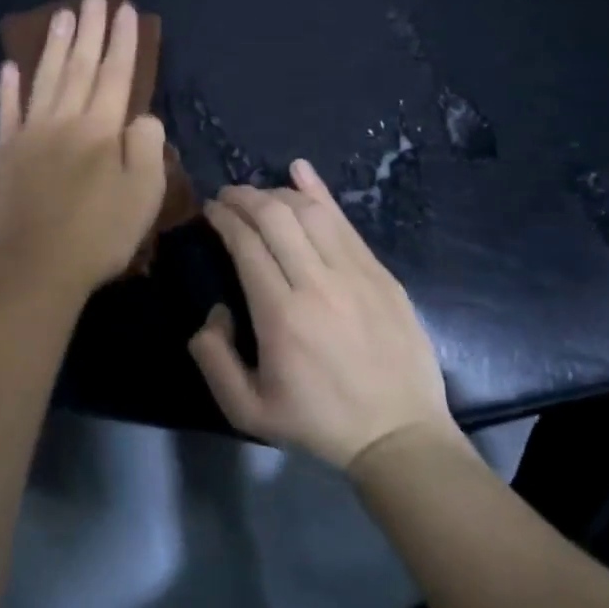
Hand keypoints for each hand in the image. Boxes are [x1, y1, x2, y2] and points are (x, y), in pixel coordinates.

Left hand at [0, 0, 168, 298]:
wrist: (36, 266)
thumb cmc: (98, 235)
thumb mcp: (144, 196)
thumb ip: (147, 148)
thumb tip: (142, 117)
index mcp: (101, 130)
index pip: (117, 75)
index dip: (124, 41)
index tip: (128, 10)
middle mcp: (64, 121)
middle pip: (81, 67)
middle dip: (91, 30)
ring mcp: (29, 134)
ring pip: (45, 79)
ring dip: (55, 46)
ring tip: (63, 15)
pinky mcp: (3, 153)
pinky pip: (6, 111)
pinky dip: (8, 87)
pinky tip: (9, 65)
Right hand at [190, 159, 454, 470]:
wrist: (399, 436)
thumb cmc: (317, 422)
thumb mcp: (246, 410)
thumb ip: (212, 358)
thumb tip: (213, 311)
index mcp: (281, 314)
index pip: (246, 244)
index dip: (224, 218)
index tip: (210, 210)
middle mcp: (317, 284)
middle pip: (275, 217)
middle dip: (244, 196)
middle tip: (226, 195)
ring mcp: (356, 275)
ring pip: (311, 213)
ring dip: (277, 194)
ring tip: (258, 194)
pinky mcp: (382, 275)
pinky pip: (346, 224)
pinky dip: (320, 193)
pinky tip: (301, 171)